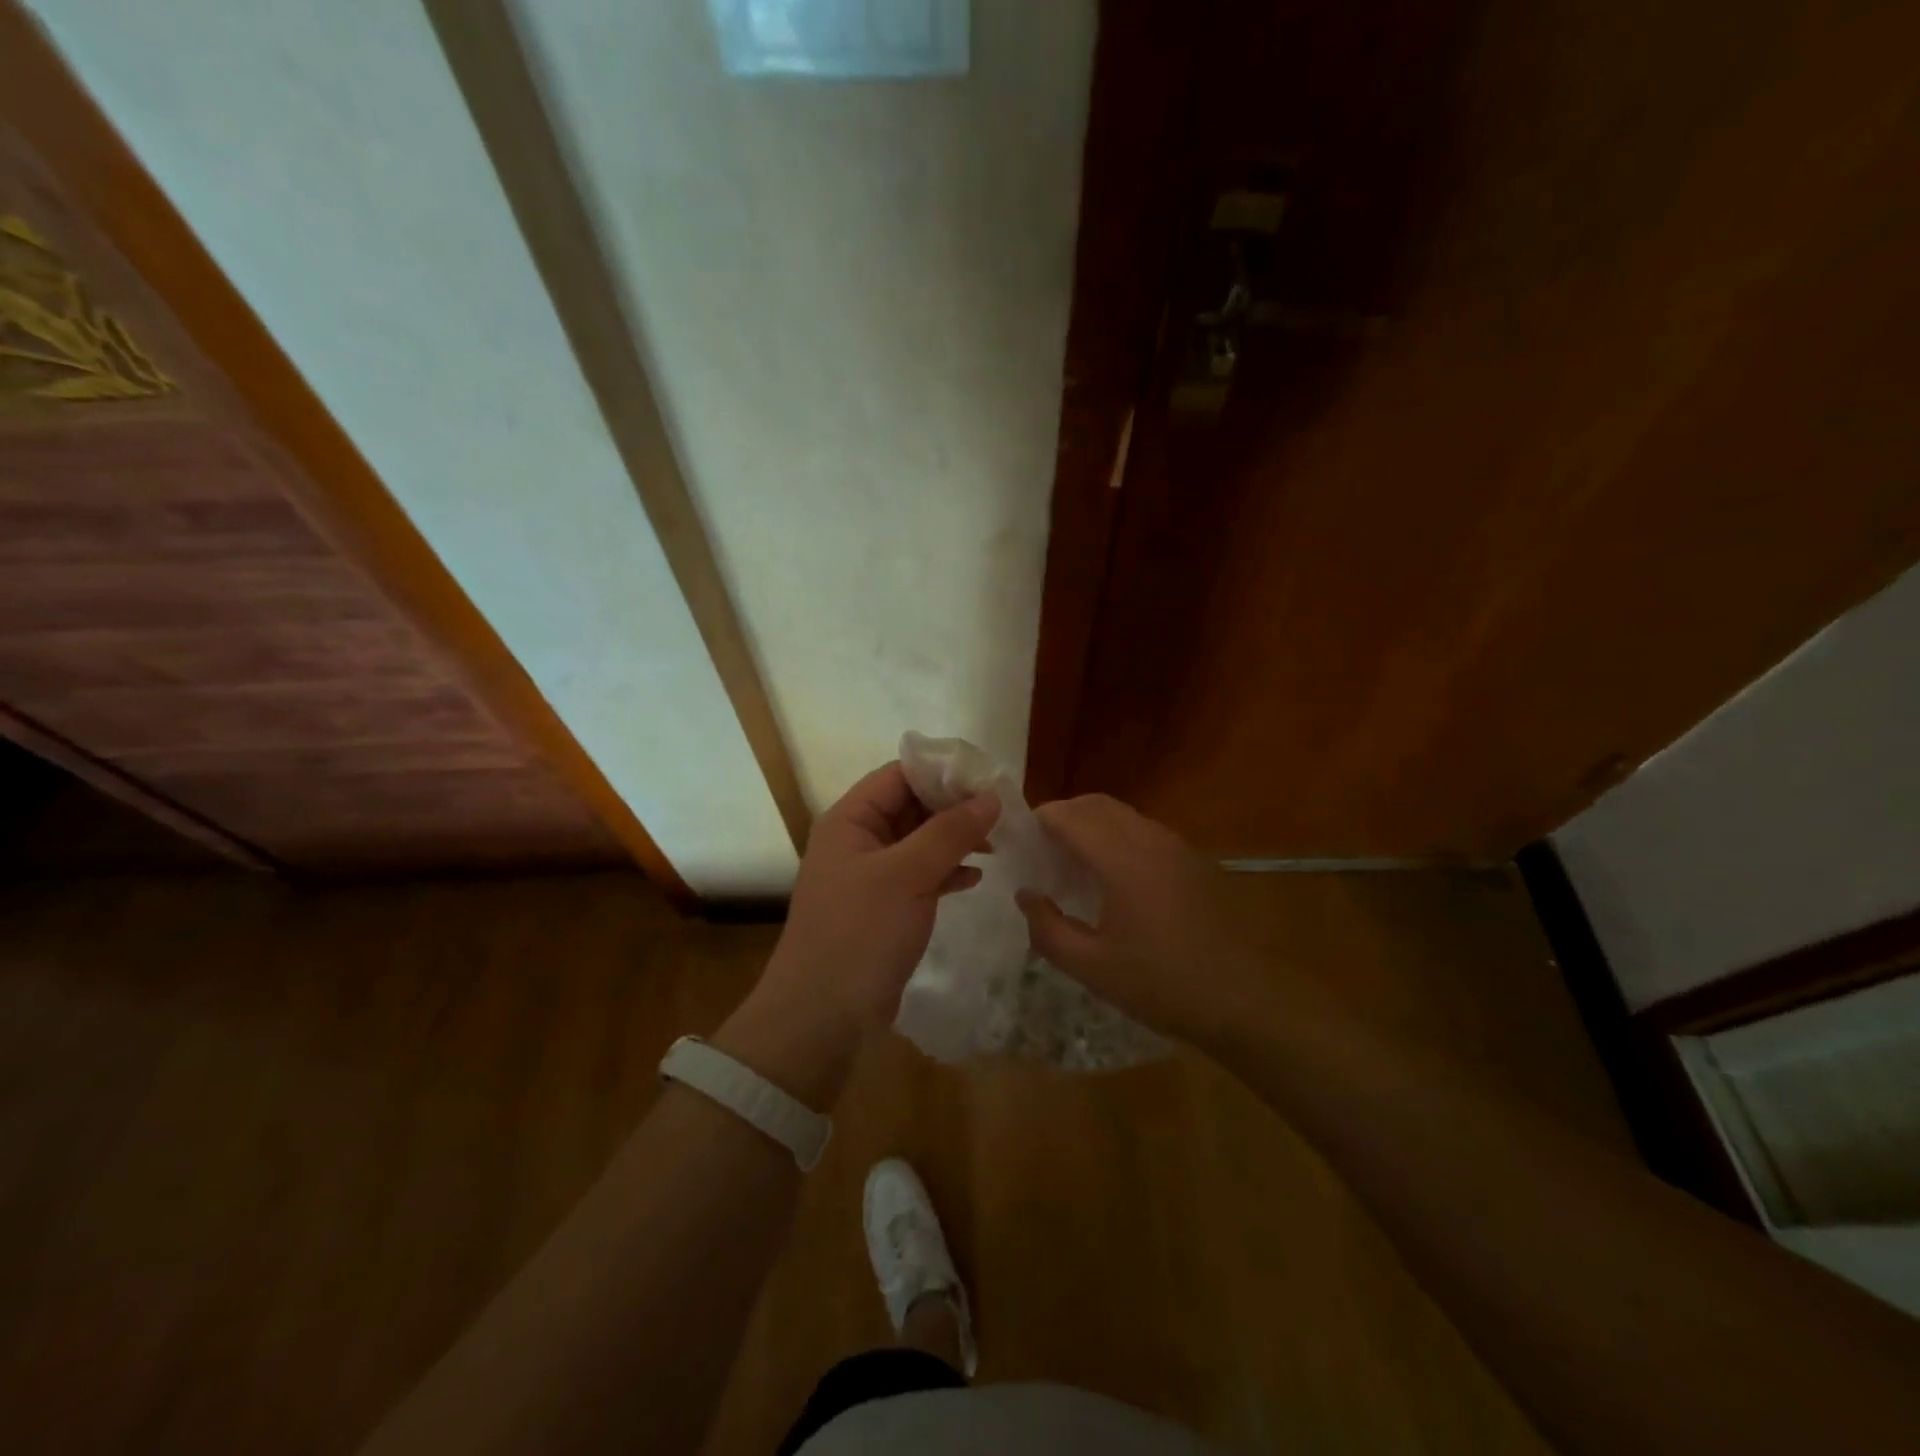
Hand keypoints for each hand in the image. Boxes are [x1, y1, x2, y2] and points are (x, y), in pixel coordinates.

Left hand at [758, 761, 999, 1034]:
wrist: (822, 1017)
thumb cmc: (859, 934)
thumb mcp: (906, 876)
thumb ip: (949, 832)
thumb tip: (991, 796)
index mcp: (850, 820)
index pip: (900, 775)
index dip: (944, 772)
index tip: (991, 779)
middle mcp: (858, 840)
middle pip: (912, 806)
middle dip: (955, 807)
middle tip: (1004, 813)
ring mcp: (871, 876)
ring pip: (920, 842)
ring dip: (956, 839)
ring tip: (999, 843)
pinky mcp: (884, 907)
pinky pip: (920, 875)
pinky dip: (947, 872)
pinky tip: (976, 878)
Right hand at [1016, 795, 1269, 1048]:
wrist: (1241, 999)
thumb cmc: (1161, 985)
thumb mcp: (1092, 968)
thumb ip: (1047, 929)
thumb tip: (1026, 895)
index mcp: (1121, 860)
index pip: (1069, 816)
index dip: (1039, 821)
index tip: (1020, 843)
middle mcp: (1149, 840)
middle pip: (1095, 804)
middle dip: (1062, 816)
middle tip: (1042, 850)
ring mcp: (1177, 846)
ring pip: (1122, 814)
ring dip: (1091, 825)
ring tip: (1074, 862)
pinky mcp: (1193, 859)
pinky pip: (1145, 830)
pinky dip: (1118, 836)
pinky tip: (1114, 877)